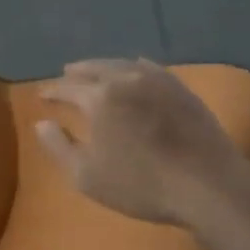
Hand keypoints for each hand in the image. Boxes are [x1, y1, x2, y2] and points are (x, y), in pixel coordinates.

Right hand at [35, 58, 246, 225]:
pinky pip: (151, 68)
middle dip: (77, 72)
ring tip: (95, 70)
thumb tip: (42, 123)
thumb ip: (59, 147)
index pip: (67, 88)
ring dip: (104, 66)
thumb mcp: (86, 176)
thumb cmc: (140, 184)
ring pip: (122, 64)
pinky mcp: (181, 88)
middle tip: (66, 73)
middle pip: (94, 69)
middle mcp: (125, 79)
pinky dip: (135, 66)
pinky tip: (135, 68)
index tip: (42, 95)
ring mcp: (157, 80)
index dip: (52, 91)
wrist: (206, 184)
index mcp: (99, 98)